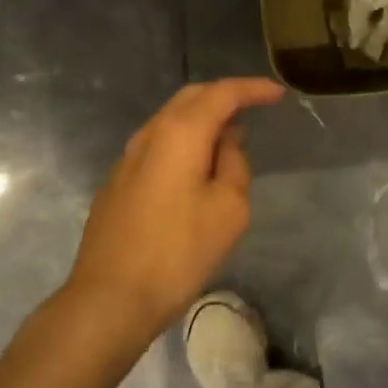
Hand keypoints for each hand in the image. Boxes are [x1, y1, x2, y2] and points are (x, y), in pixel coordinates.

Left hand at [65, 78, 284, 340]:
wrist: (110, 298)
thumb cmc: (178, 252)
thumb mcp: (228, 209)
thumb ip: (234, 164)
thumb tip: (225, 143)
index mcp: (180, 133)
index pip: (222, 94)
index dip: (252, 89)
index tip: (277, 93)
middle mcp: (149, 134)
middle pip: (190, 98)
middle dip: (224, 96)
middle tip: (253, 106)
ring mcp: (126, 158)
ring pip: (169, 121)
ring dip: (201, 120)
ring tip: (228, 138)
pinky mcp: (116, 182)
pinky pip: (157, 146)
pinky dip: (182, 142)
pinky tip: (194, 167)